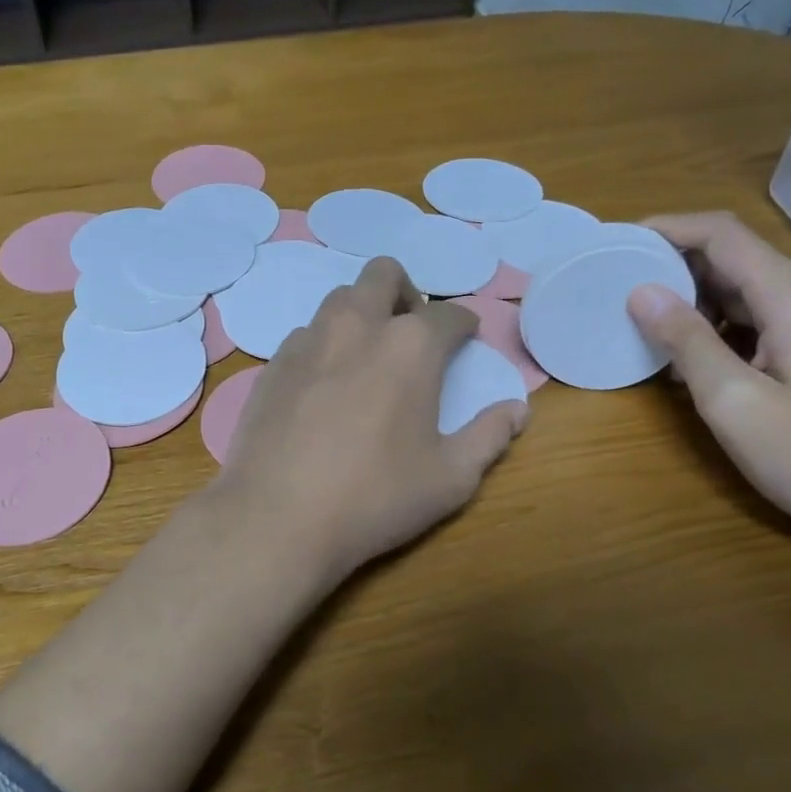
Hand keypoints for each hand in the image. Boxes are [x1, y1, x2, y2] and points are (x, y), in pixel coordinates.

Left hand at [216, 257, 526, 582]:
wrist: (277, 517)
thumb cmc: (375, 497)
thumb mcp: (450, 478)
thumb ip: (489, 436)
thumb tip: (517, 410)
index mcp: (410, 345)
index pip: (449, 314)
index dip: (464, 326)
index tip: (465, 342)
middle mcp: (357, 326)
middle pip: (384, 275)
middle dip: (406, 293)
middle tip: (412, 333)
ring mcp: (308, 342)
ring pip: (340, 300)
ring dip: (362, 313)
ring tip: (368, 357)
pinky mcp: (273, 365)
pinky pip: (306, 335)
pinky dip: (325, 345)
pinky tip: (325, 387)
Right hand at [627, 212, 790, 545]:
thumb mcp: (734, 401)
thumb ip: (686, 341)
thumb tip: (641, 292)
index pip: (724, 235)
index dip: (669, 228)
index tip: (620, 240)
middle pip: (737, 259)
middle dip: (676, 267)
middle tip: (621, 287)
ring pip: (749, 292)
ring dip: (697, 301)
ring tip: (647, 325)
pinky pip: (765, 320)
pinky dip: (722, 327)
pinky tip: (694, 358)